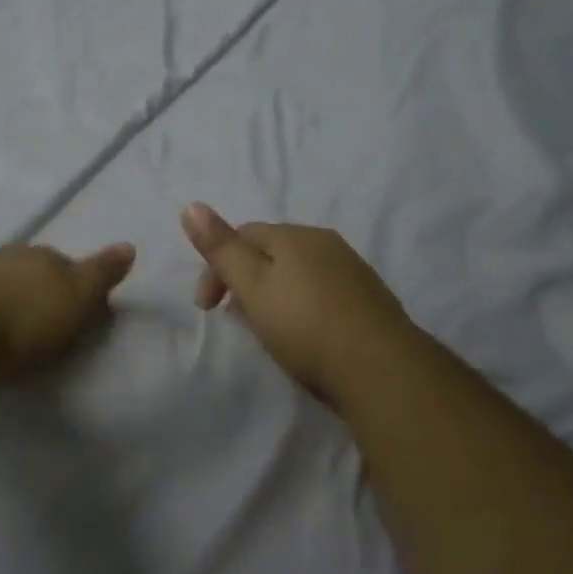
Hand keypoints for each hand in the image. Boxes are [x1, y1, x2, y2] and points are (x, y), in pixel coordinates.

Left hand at [0, 242, 135, 378]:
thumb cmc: (26, 317)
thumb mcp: (78, 298)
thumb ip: (102, 273)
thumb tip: (129, 245)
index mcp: (46, 255)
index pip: (69, 266)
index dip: (76, 288)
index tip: (78, 314)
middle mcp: (12, 255)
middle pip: (34, 272)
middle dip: (41, 292)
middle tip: (45, 324)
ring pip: (3, 282)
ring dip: (10, 299)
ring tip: (12, 330)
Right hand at [180, 203, 413, 398]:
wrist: (380, 368)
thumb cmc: (305, 325)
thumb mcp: (252, 286)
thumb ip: (221, 248)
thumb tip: (191, 205)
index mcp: (294, 235)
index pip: (243, 234)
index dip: (217, 265)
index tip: (205, 306)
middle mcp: (324, 242)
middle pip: (271, 251)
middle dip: (244, 278)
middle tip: (234, 317)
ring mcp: (350, 268)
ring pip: (297, 270)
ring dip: (272, 291)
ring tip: (265, 327)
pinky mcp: (368, 297)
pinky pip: (321, 289)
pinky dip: (300, 303)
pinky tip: (303, 332)